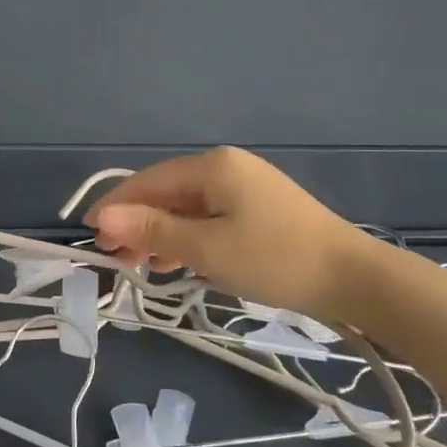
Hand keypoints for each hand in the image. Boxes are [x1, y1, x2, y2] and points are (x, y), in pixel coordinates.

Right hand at [87, 148, 373, 319]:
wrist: (356, 279)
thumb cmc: (275, 259)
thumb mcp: (206, 248)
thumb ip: (151, 231)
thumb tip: (101, 218)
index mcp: (212, 166)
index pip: (147, 183)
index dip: (115, 208)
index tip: (90, 236)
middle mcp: (226, 167)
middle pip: (165, 193)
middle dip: (136, 225)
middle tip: (116, 260)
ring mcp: (245, 187)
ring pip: (186, 208)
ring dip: (160, 234)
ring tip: (142, 266)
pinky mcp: (259, 209)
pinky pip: (208, 217)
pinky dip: (187, 238)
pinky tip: (177, 261)